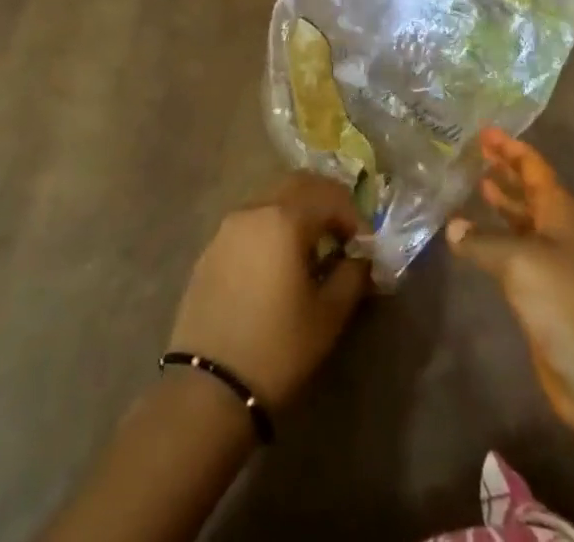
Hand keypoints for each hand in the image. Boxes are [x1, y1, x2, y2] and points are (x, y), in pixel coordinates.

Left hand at [167, 173, 370, 411]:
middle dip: (326, 201)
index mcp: (284, 218)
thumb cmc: (278, 349)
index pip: (330, 196)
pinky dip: (272, 227)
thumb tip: (362, 257)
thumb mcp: (328, 315)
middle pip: (298, 184)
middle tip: (343, 234)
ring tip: (312, 249)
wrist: (208, 388)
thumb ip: (352, 275)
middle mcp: (254, 209)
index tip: (365, 246)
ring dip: (297, 211)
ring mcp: (227, 226)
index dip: (354, 216)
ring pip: (271, 198)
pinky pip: (250, 221)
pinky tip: (278, 263)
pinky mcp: (210, 248)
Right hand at [449, 129, 573, 444]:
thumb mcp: (520, 262)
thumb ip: (482, 241)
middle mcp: (560, 231)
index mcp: (562, 212)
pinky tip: (474, 239)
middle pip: (530, 189)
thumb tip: (453, 226)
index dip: (510, 148)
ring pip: (523, 220)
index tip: (484, 130)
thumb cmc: (569, 305)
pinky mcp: (546, 295)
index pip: (534, 167)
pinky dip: (497, 238)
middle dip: (505, 169)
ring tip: (474, 183)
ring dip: (502, 202)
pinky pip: (516, 253)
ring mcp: (555, 264)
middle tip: (474, 151)